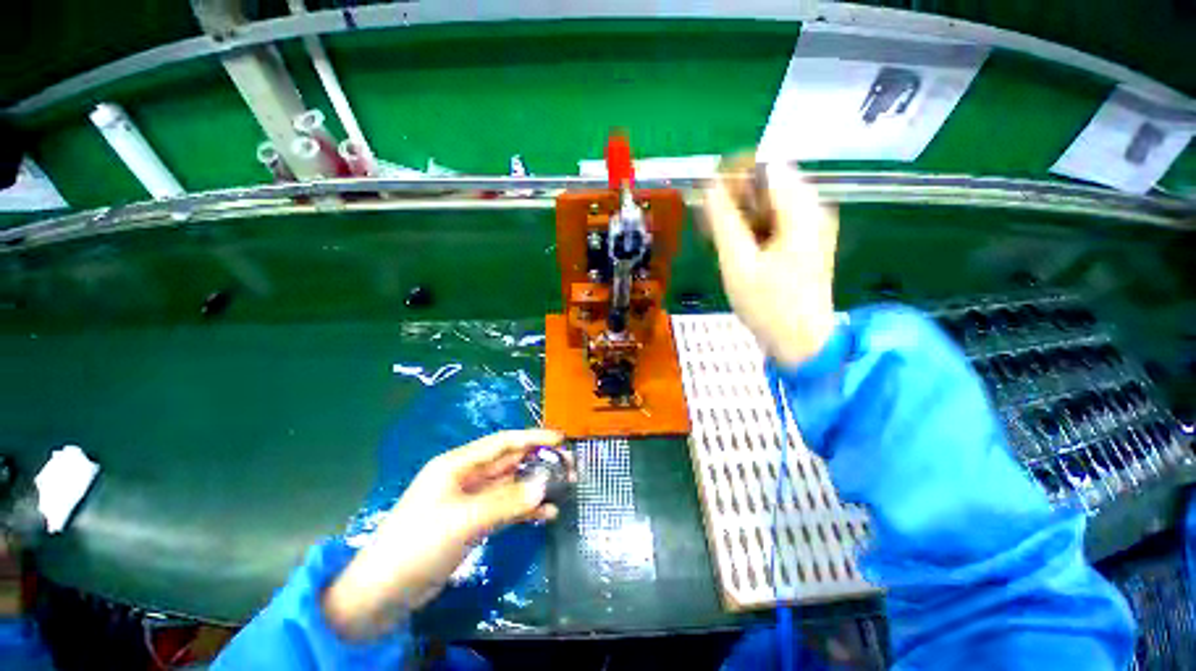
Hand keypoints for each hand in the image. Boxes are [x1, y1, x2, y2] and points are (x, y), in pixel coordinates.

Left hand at [322, 429, 566, 638]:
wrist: (382, 593)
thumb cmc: (419, 544)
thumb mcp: (465, 519)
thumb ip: (508, 501)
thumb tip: (545, 485)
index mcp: (459, 464)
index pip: (503, 442)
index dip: (533, 437)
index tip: (561, 439)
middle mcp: (466, 477)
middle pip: (510, 462)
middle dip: (539, 461)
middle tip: (568, 467)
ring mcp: (470, 501)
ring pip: (510, 485)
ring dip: (535, 486)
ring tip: (564, 488)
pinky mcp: (472, 522)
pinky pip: (506, 509)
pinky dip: (525, 510)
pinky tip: (546, 515)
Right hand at [703, 161, 838, 367]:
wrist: (802, 342)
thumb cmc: (769, 305)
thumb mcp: (737, 263)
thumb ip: (723, 222)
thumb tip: (710, 188)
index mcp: (800, 210)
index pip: (768, 167)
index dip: (734, 173)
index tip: (708, 190)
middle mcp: (812, 210)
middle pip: (770, 184)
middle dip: (736, 196)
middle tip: (709, 219)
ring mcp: (812, 227)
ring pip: (771, 204)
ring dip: (742, 213)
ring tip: (717, 235)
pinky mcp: (806, 243)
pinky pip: (776, 222)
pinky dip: (753, 227)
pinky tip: (736, 245)